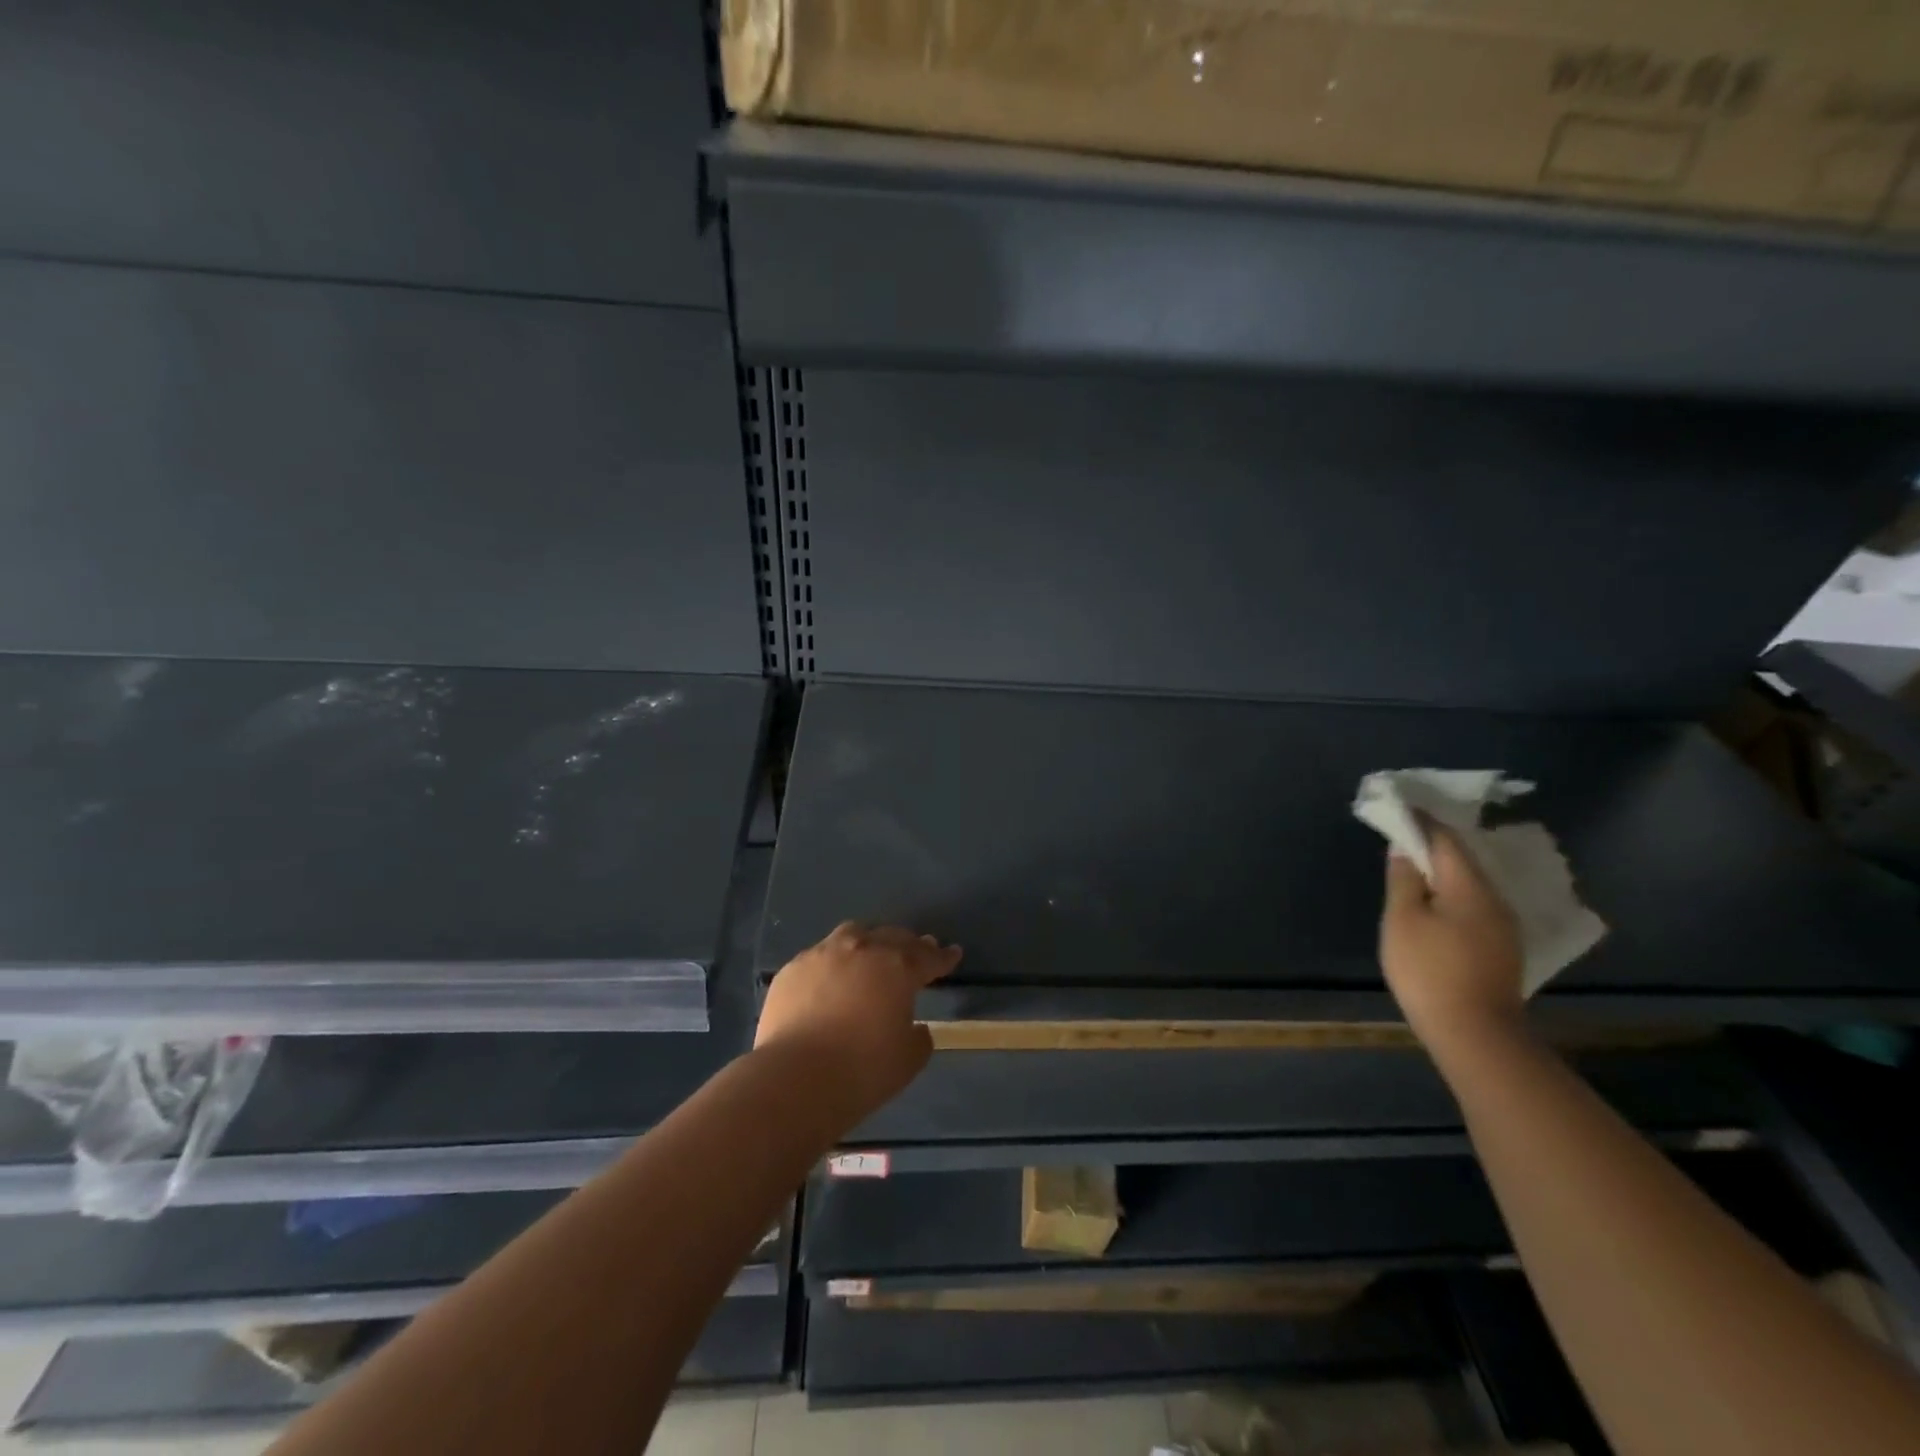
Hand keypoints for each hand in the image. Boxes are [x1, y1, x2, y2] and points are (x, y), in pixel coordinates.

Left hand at [755, 922, 960, 1118]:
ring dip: (868, 942)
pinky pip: (820, 956)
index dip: (943, 957)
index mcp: (897, 968)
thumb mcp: (908, 1060)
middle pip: (892, 937)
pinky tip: (830, 977)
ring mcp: (824, 954)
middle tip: (916, 951)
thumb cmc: (863, 1070)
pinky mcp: (793, 969)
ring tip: (871, 953)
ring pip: (853, 934)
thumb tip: (915, 1027)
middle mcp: (863, 950)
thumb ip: (918, 1037)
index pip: (928, 957)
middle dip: (908, 944)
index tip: (953, 953)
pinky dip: (832, 963)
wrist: (796, 1077)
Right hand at [1379, 823, 1526, 1055]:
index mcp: (1471, 887)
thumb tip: (1405, 849)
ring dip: (1444, 873)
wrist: (1475, 1034)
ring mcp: (1504, 927)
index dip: (1421, 821)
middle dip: (1433, 846)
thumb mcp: (1403, 920)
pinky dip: (1453, 895)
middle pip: (1463, 861)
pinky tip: (1437, 905)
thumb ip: (1404, 879)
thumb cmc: (1430, 970)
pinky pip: (1475, 906)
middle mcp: (1496, 900)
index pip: (1446, 839)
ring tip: (1415, 870)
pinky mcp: (1502, 949)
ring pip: (1471, 885)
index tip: (1400, 808)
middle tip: (1403, 837)